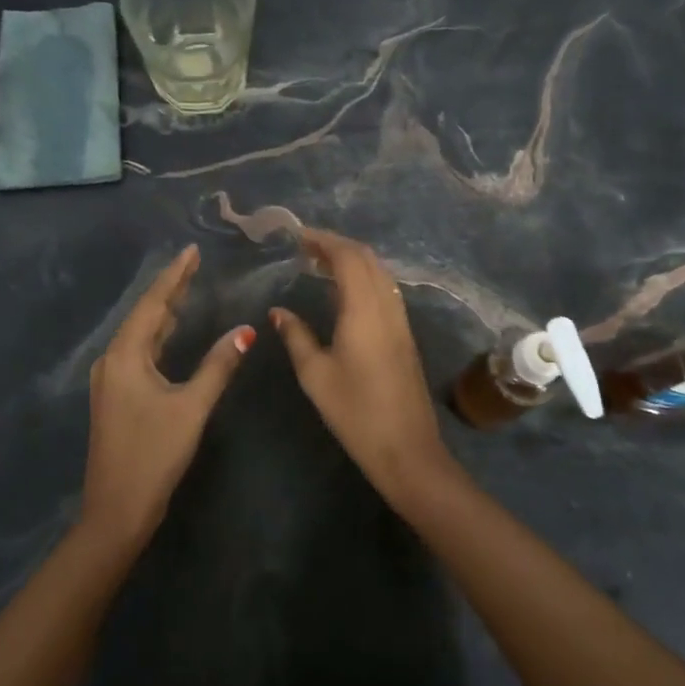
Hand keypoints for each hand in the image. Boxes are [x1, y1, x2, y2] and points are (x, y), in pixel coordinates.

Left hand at [84, 245, 252, 547]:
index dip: (173, 276)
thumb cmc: (154, 454)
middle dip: (170, 290)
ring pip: (141, 335)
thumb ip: (218, 365)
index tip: (191, 251)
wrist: (116, 510)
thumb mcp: (191, 407)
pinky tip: (172, 332)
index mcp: (125, 356)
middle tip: (195, 264)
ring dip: (163, 312)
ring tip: (188, 289)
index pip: (152, 304)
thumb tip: (245, 330)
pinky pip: (139, 352)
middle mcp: (112, 361)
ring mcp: (111, 380)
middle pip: (144, 315)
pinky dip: (159, 336)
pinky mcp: (117, 396)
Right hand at [269, 229, 459, 510]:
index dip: (324, 240)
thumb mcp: (315, 374)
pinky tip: (345, 293)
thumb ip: (296, 336)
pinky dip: (364, 278)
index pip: (348, 257)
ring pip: (380, 273)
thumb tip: (278, 311)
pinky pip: (385, 290)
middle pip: (367, 259)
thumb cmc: (355, 412)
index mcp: (363, 310)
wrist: (407, 449)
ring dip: (353, 261)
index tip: (298, 237)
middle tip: (306, 248)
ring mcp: (400, 321)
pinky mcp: (405, 335)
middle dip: (338, 245)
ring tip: (321, 265)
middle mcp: (387, 306)